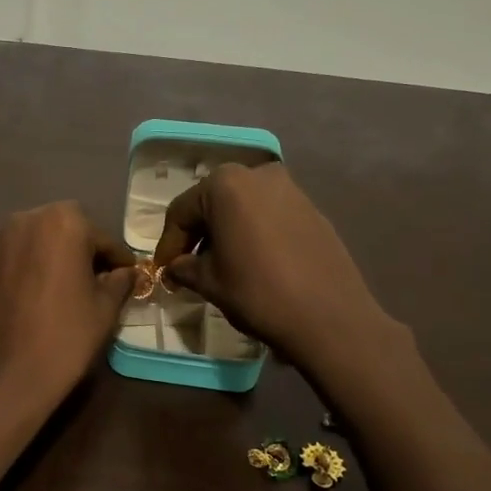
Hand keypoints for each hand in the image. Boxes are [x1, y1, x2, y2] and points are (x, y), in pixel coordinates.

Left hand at [0, 201, 136, 405]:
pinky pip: (2, 264)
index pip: (99, 237)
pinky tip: (22, 301)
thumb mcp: (105, 309)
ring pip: (27, 244)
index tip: (123, 274)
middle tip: (87, 280)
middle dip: (75, 250)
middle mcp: (22, 221)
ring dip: (42, 258)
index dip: (115, 258)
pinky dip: (15, 274)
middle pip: (59, 230)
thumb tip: (125, 273)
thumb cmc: (67, 337)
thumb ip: (119, 281)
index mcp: (62, 222)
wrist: (10, 377)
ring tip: (51, 289)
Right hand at [152, 162, 399, 374]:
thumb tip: (174, 267)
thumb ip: (185, 268)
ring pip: (243, 208)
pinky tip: (253, 262)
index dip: (168, 244)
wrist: (328, 316)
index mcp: (225, 184)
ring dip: (226, 233)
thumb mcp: (210, 282)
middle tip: (187, 267)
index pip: (182, 212)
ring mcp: (290, 189)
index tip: (162, 271)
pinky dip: (253, 233)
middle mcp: (257, 174)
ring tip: (220, 265)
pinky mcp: (312, 209)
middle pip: (213, 203)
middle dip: (198, 235)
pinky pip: (269, 216)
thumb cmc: (258, 293)